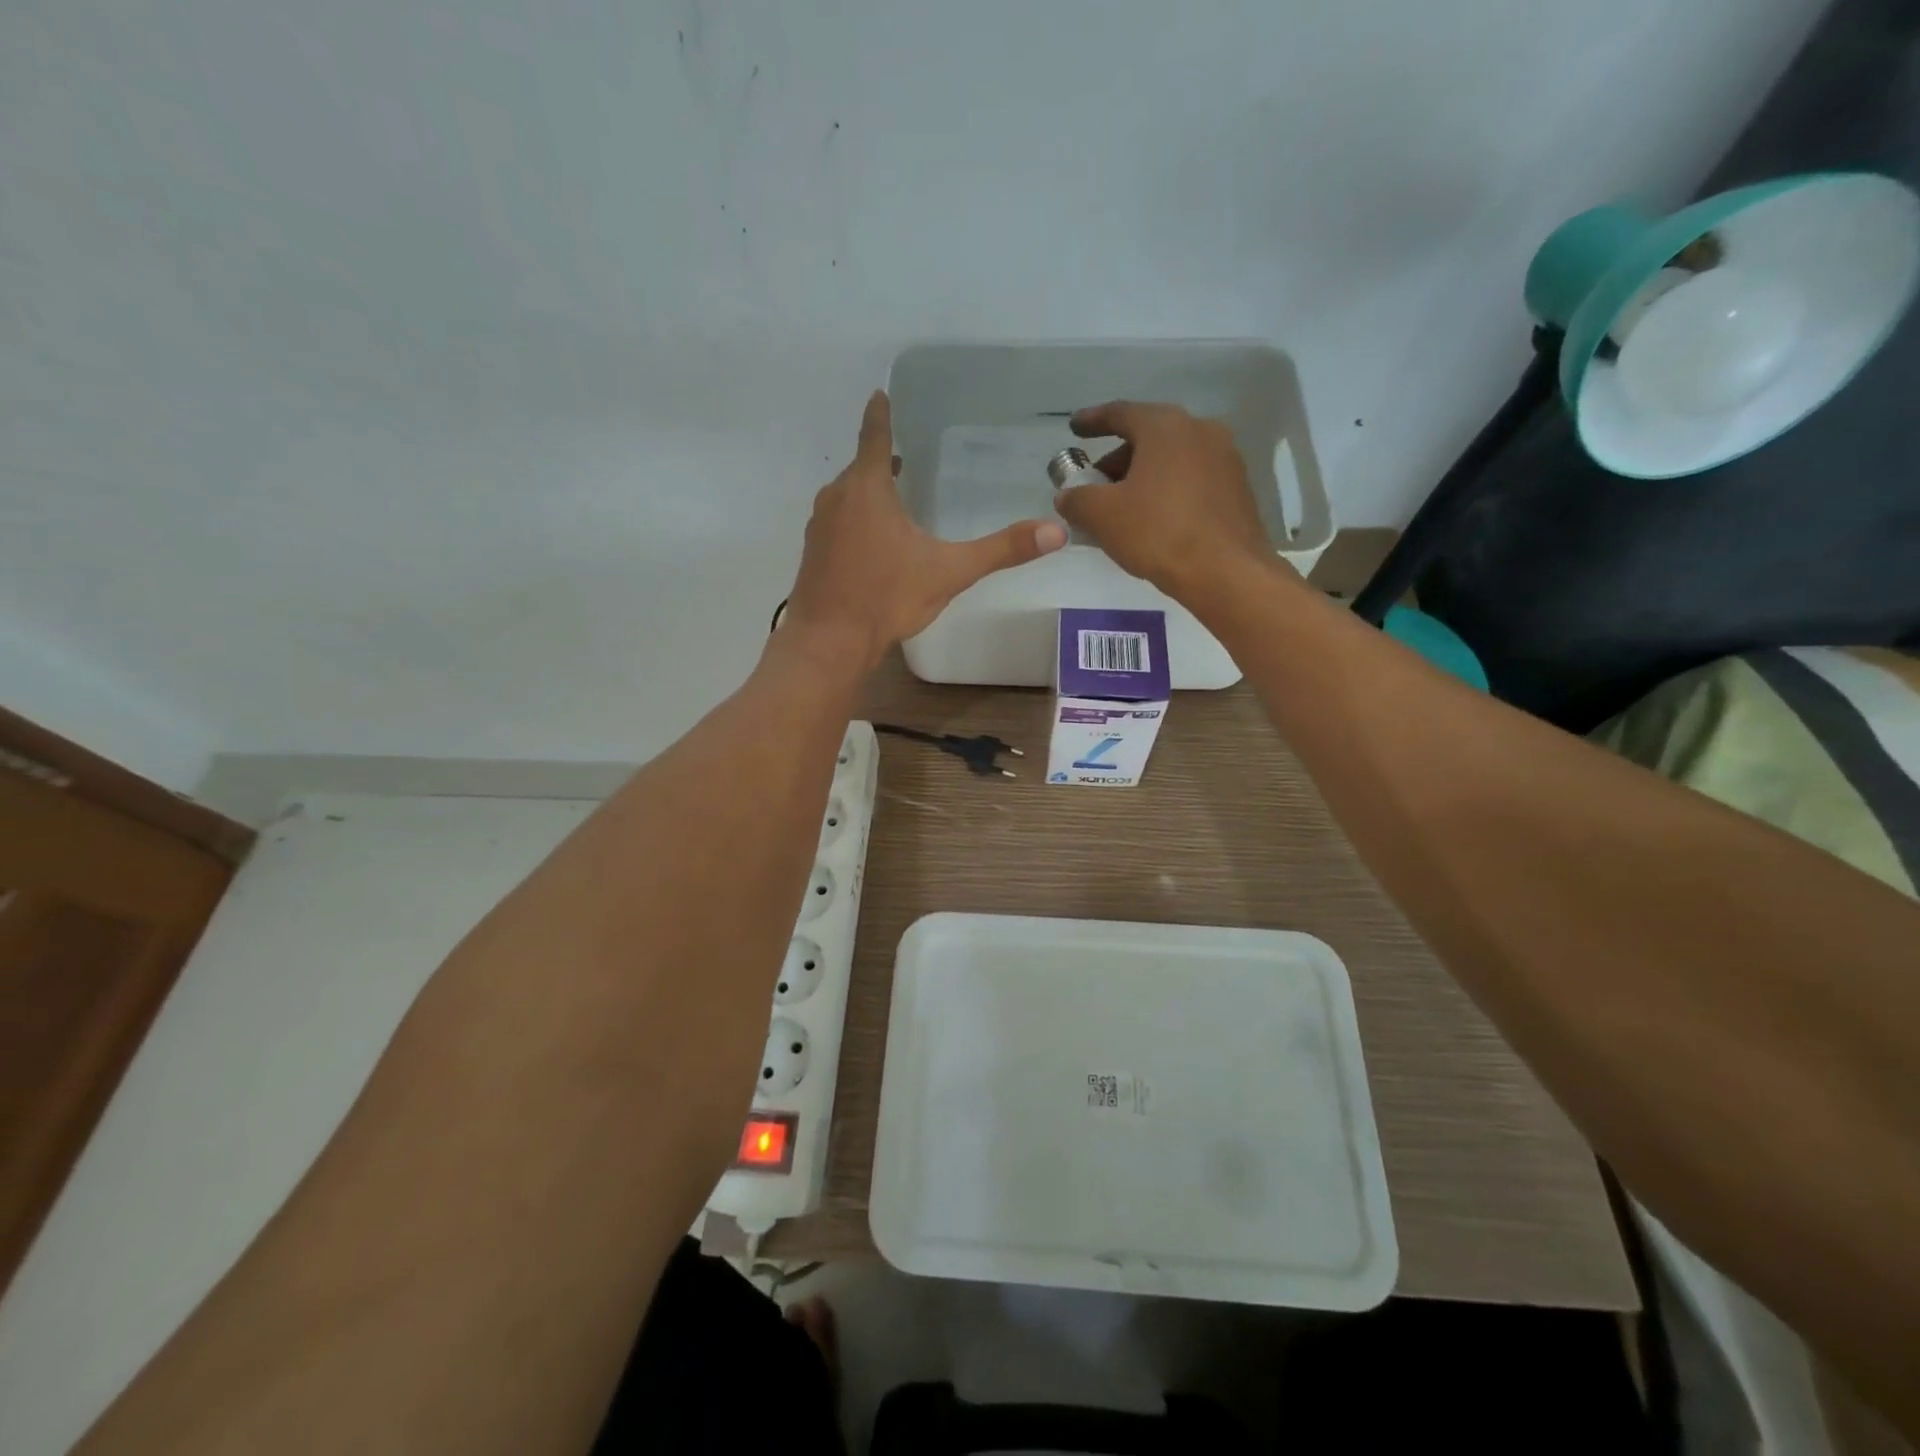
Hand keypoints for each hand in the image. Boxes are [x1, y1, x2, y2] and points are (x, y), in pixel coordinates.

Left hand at [783, 391, 1066, 669]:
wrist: (829, 641)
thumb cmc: (886, 598)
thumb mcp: (949, 572)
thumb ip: (1001, 550)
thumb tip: (1056, 531)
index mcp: (868, 490)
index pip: (874, 437)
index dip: (880, 414)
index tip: (879, 394)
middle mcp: (837, 499)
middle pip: (860, 468)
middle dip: (880, 460)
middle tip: (902, 456)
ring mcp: (820, 527)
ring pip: (846, 496)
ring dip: (867, 491)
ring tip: (891, 495)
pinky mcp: (813, 554)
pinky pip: (837, 522)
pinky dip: (854, 519)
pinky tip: (870, 542)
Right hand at [1053, 401, 1277, 599]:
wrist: (1227, 572)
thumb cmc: (1159, 533)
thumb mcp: (1102, 516)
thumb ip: (1077, 499)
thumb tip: (1067, 495)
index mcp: (1165, 427)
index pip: (1120, 413)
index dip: (1092, 421)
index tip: (1074, 428)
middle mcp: (1200, 430)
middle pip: (1148, 437)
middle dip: (1117, 460)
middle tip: (1094, 486)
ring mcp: (1225, 458)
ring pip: (1171, 460)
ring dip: (1142, 477)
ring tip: (1121, 509)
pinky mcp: (1237, 488)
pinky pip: (1191, 480)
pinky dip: (1166, 491)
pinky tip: (1153, 520)